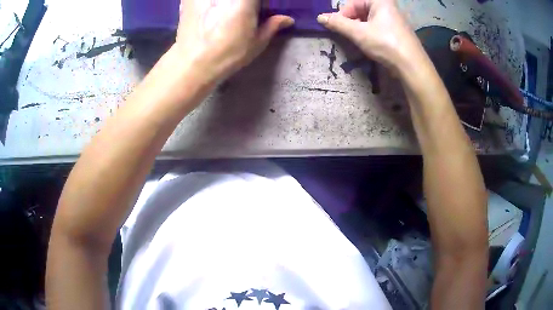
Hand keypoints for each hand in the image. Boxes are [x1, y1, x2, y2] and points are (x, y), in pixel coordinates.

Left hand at [175, 0, 293, 81]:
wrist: (193, 63)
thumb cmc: (229, 53)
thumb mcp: (257, 41)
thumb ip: (272, 25)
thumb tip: (287, 19)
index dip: (259, 3)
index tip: (260, 9)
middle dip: (245, 4)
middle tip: (245, 12)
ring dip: (225, 4)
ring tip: (224, 14)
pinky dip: (206, 3)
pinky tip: (208, 11)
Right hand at [317, 0, 423, 70]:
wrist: (412, 67)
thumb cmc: (386, 44)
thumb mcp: (359, 33)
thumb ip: (338, 24)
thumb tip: (319, 17)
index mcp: (380, 1)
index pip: (352, 3)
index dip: (342, 15)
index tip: (336, 28)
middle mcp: (388, 7)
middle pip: (361, 10)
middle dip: (351, 23)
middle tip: (348, 36)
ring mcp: (394, 19)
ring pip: (368, 20)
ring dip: (359, 30)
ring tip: (358, 42)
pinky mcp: (397, 31)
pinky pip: (377, 27)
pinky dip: (369, 34)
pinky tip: (369, 44)